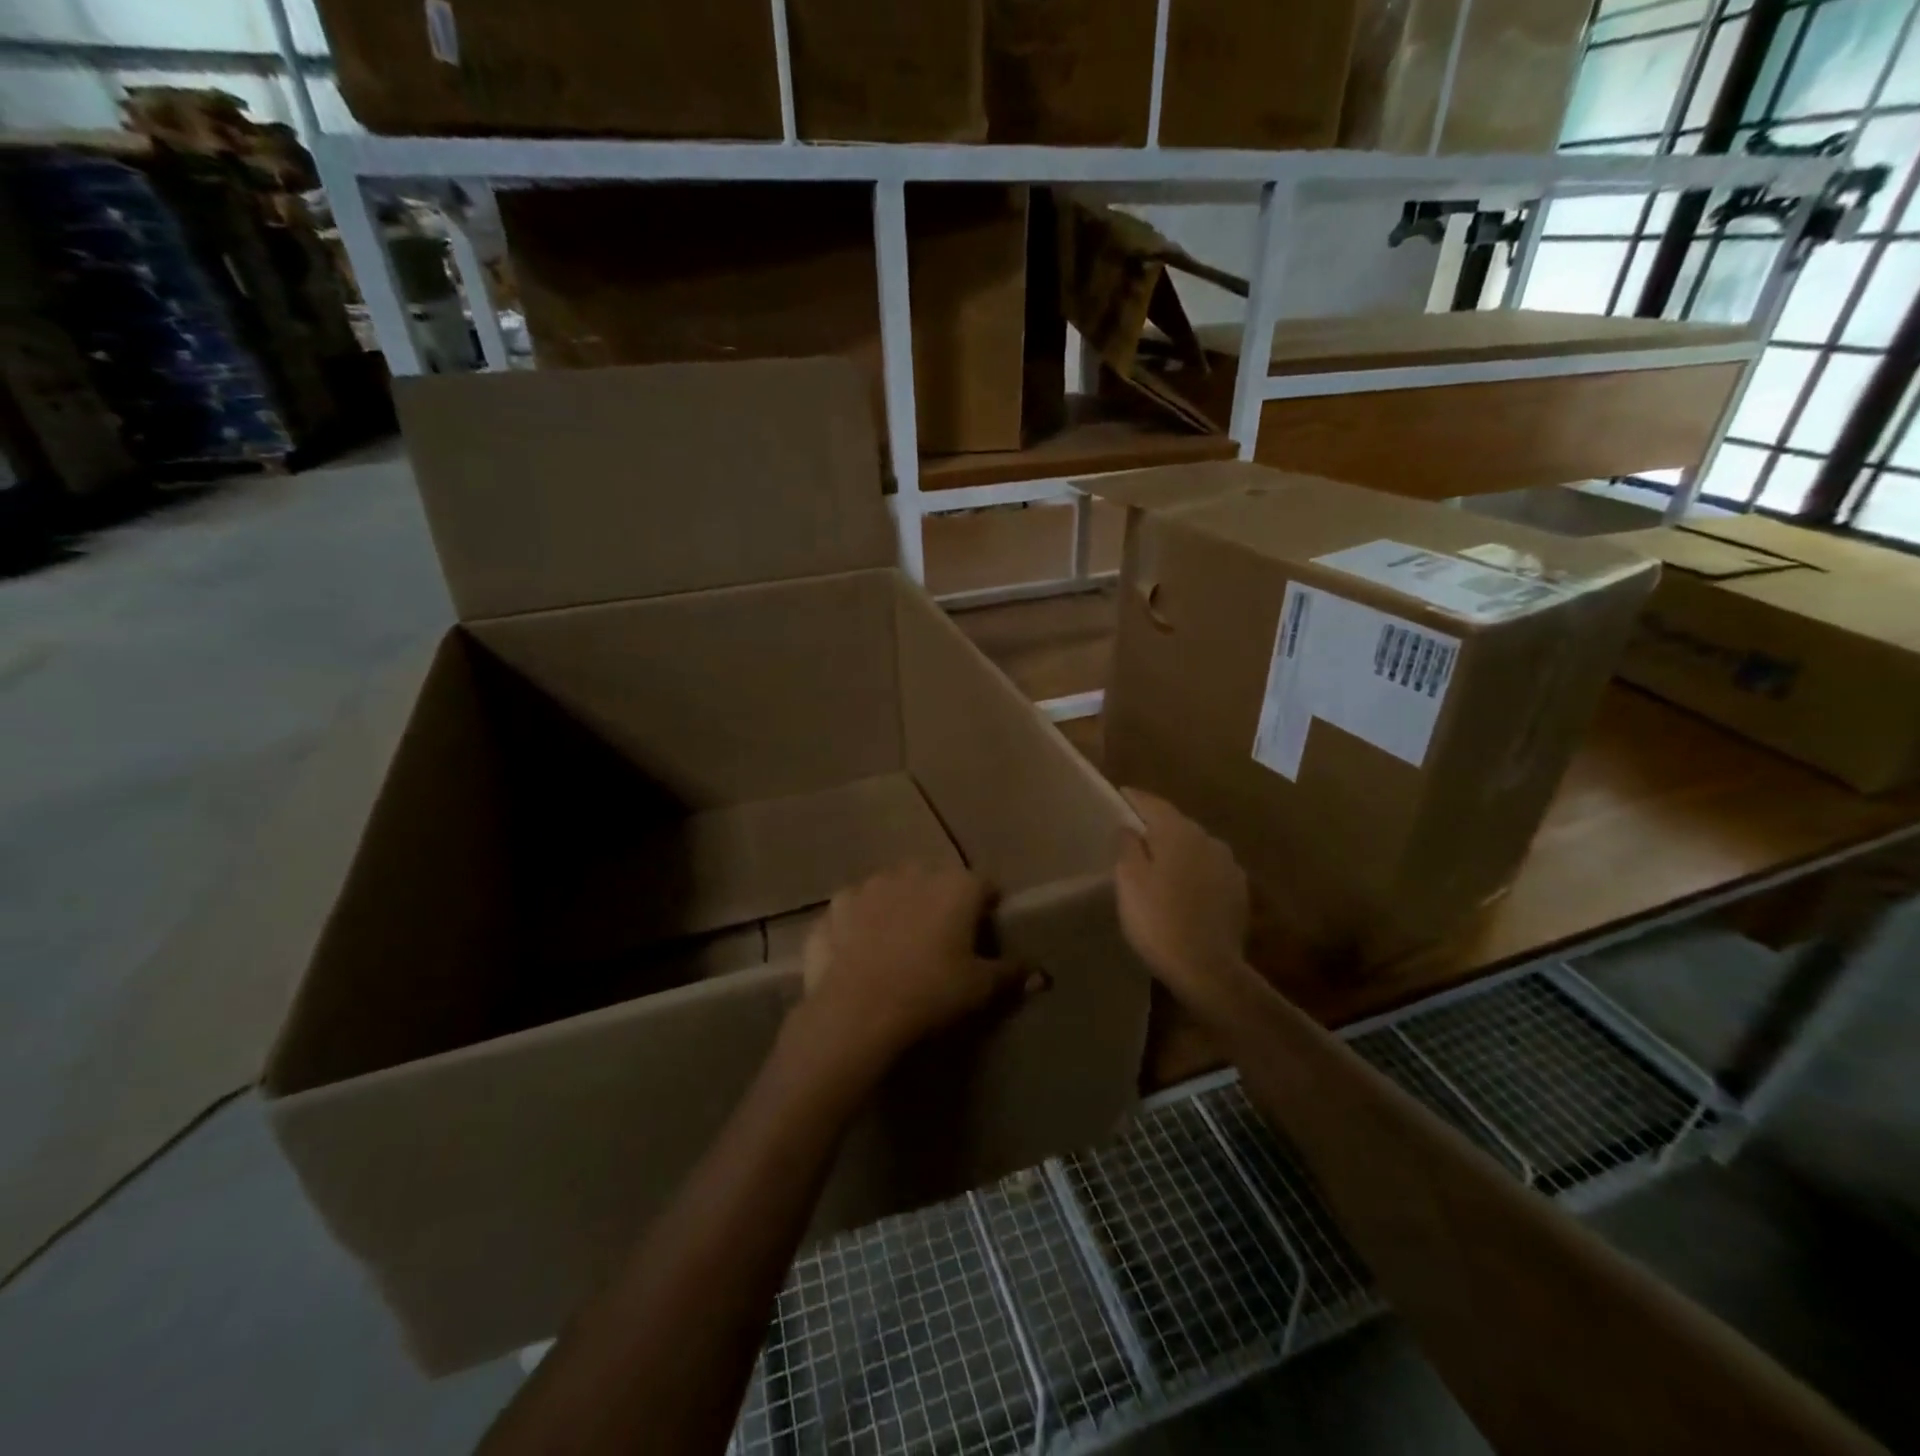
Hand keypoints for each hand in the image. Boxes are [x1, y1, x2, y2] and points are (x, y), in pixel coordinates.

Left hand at [800, 864, 1023, 1070]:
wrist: (857, 1010)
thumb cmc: (931, 992)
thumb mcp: (980, 988)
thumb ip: (1011, 973)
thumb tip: (1038, 973)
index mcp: (956, 885)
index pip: (985, 884)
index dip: (988, 906)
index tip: (986, 931)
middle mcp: (914, 872)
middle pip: (936, 880)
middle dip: (940, 901)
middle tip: (942, 939)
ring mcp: (870, 884)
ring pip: (893, 888)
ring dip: (898, 905)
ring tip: (897, 943)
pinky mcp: (835, 904)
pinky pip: (855, 908)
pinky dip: (860, 922)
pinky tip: (859, 950)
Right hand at [1115, 789, 1248, 1003]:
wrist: (1207, 969)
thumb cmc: (1158, 920)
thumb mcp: (1129, 880)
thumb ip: (1127, 845)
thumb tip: (1130, 827)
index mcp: (1179, 832)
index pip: (1153, 803)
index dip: (1135, 798)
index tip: (1121, 794)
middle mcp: (1208, 840)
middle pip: (1177, 824)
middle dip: (1157, 825)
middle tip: (1135, 831)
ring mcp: (1228, 866)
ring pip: (1196, 847)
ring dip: (1178, 849)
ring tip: (1159, 861)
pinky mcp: (1238, 891)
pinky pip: (1209, 870)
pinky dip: (1194, 871)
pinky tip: (1184, 886)